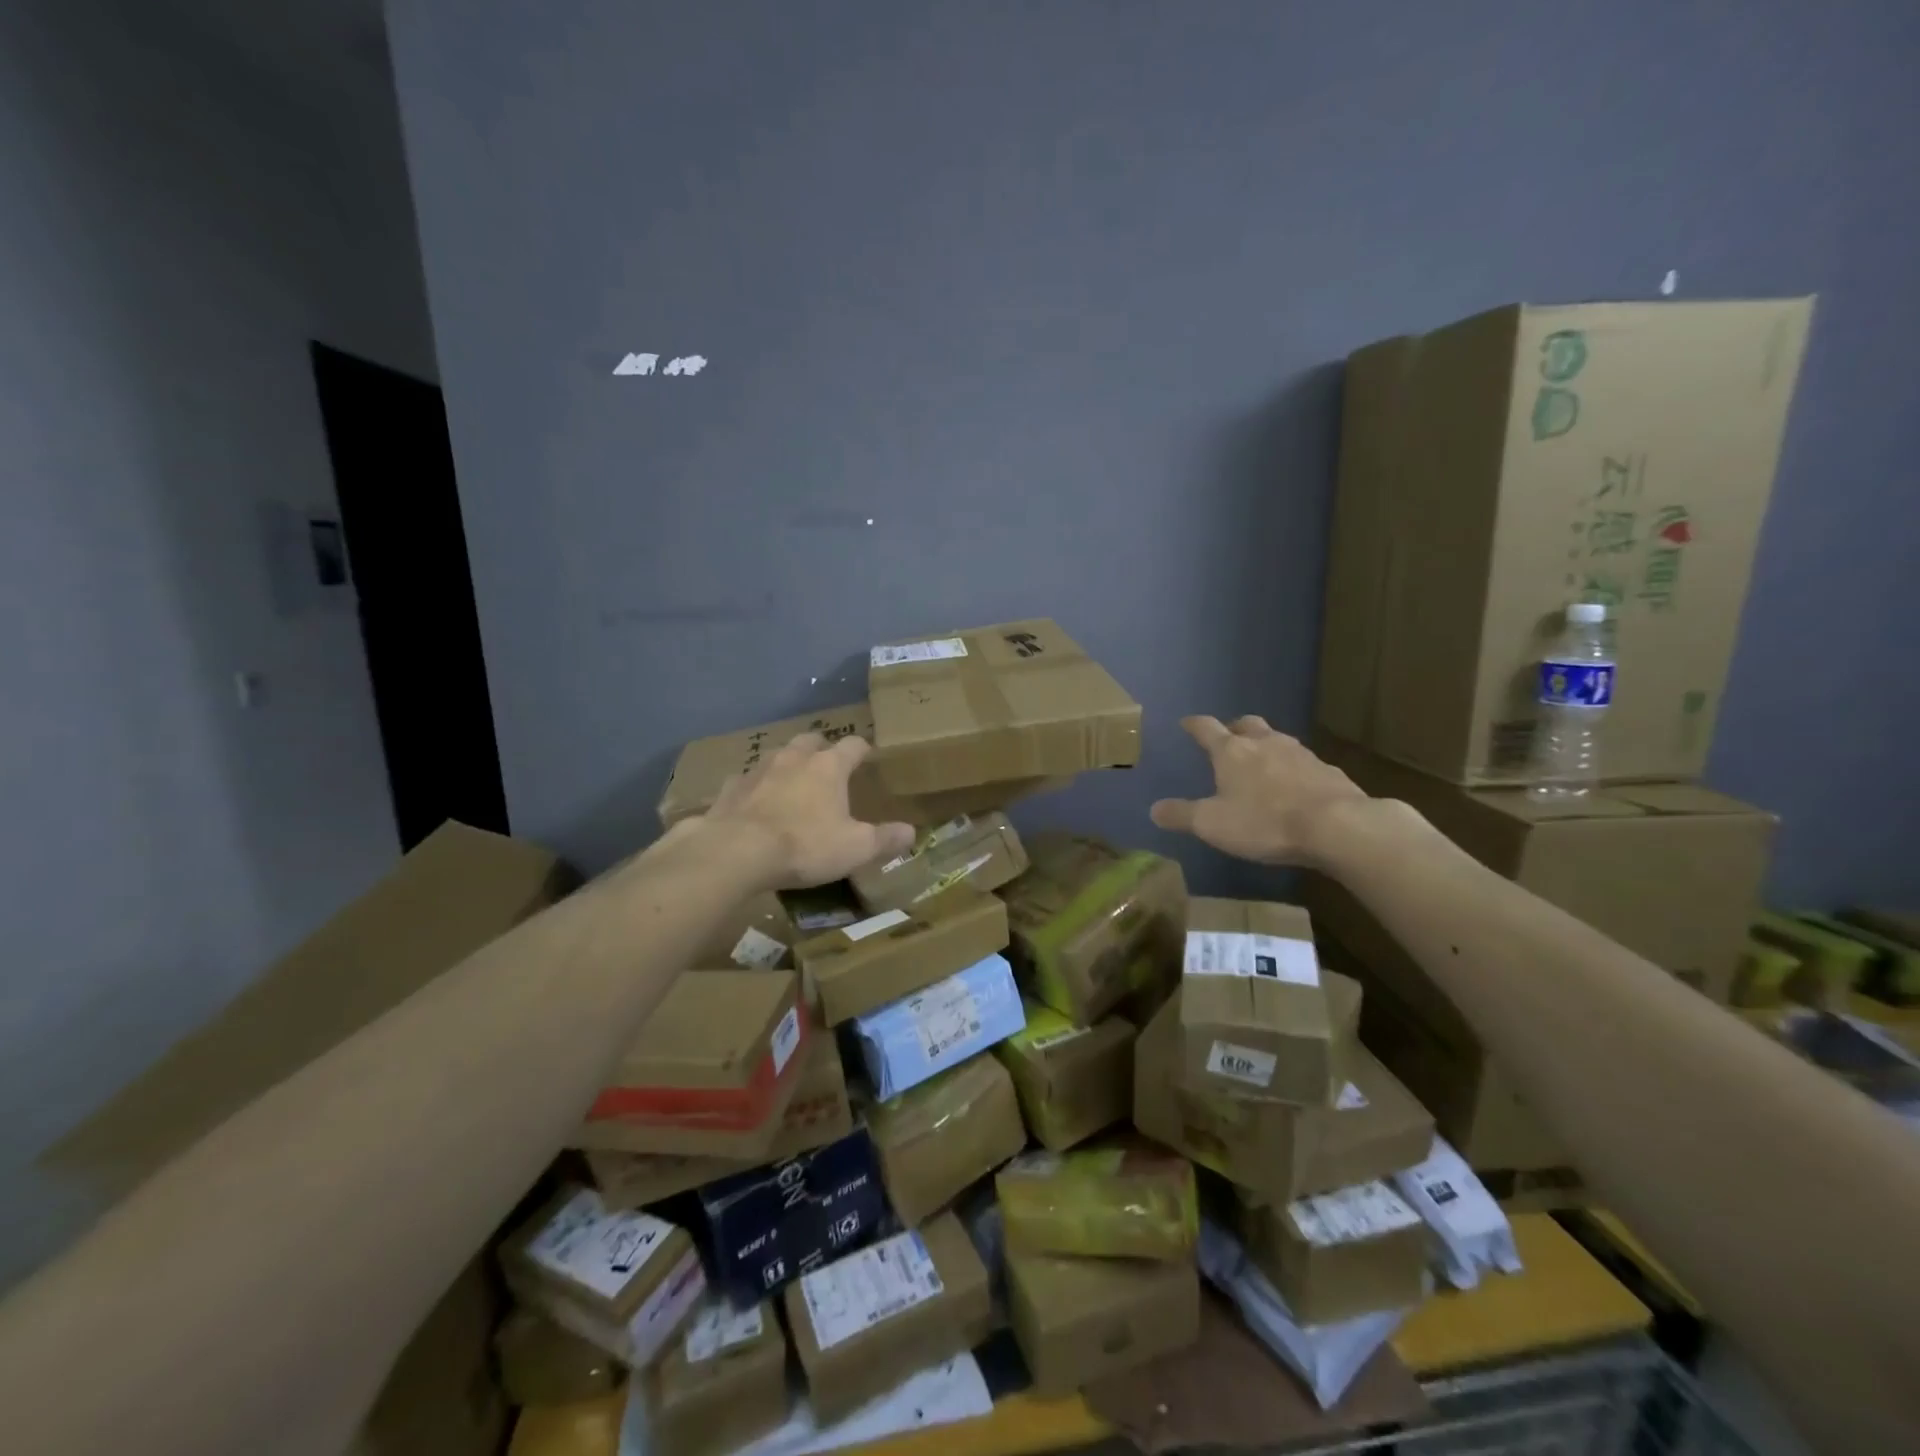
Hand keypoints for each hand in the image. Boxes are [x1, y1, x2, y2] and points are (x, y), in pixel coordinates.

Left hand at [703, 732, 915, 888]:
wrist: (735, 852)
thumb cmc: (804, 845)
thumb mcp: (855, 848)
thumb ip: (884, 838)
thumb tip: (911, 832)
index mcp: (829, 767)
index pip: (853, 745)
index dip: (862, 749)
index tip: (867, 756)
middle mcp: (794, 758)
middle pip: (811, 739)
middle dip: (821, 748)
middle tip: (827, 766)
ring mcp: (758, 769)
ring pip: (777, 755)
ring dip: (787, 764)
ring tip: (791, 782)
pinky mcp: (729, 788)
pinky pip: (745, 780)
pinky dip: (754, 787)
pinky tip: (753, 803)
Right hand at [1149, 715, 1368, 866]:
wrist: (1337, 827)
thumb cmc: (1264, 822)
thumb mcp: (1212, 824)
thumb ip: (1181, 815)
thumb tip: (1154, 809)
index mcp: (1232, 751)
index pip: (1206, 728)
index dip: (1194, 724)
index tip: (1186, 723)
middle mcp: (1265, 743)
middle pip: (1247, 725)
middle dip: (1234, 729)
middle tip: (1228, 739)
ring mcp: (1300, 754)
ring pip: (1277, 740)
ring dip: (1266, 747)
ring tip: (1261, 764)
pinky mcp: (1328, 771)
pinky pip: (1303, 763)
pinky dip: (1293, 769)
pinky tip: (1294, 787)